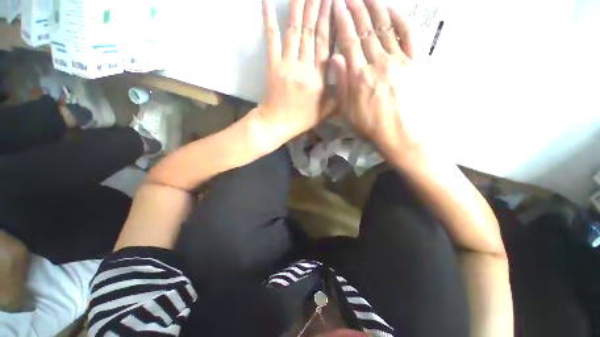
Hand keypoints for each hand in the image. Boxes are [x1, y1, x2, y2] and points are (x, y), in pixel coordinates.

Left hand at [256, 0, 335, 144]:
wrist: (277, 124)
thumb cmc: (301, 120)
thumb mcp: (325, 112)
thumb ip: (338, 96)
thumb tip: (350, 78)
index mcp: (319, 79)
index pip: (326, 44)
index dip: (331, 20)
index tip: (334, 1)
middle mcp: (305, 67)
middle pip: (312, 32)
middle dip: (317, 6)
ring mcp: (287, 64)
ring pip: (295, 30)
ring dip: (300, 6)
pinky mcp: (272, 65)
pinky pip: (271, 39)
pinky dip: (268, 19)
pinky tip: (266, 1)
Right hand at [331, 0, 421, 158]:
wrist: (402, 134)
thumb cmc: (371, 126)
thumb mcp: (348, 111)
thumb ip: (341, 84)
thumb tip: (335, 58)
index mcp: (359, 75)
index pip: (349, 41)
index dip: (343, 22)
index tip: (337, 6)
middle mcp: (378, 62)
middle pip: (366, 30)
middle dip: (355, 9)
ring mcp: (398, 59)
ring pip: (385, 27)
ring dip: (374, 7)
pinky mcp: (414, 62)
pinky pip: (408, 35)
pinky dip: (400, 19)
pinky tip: (392, 8)